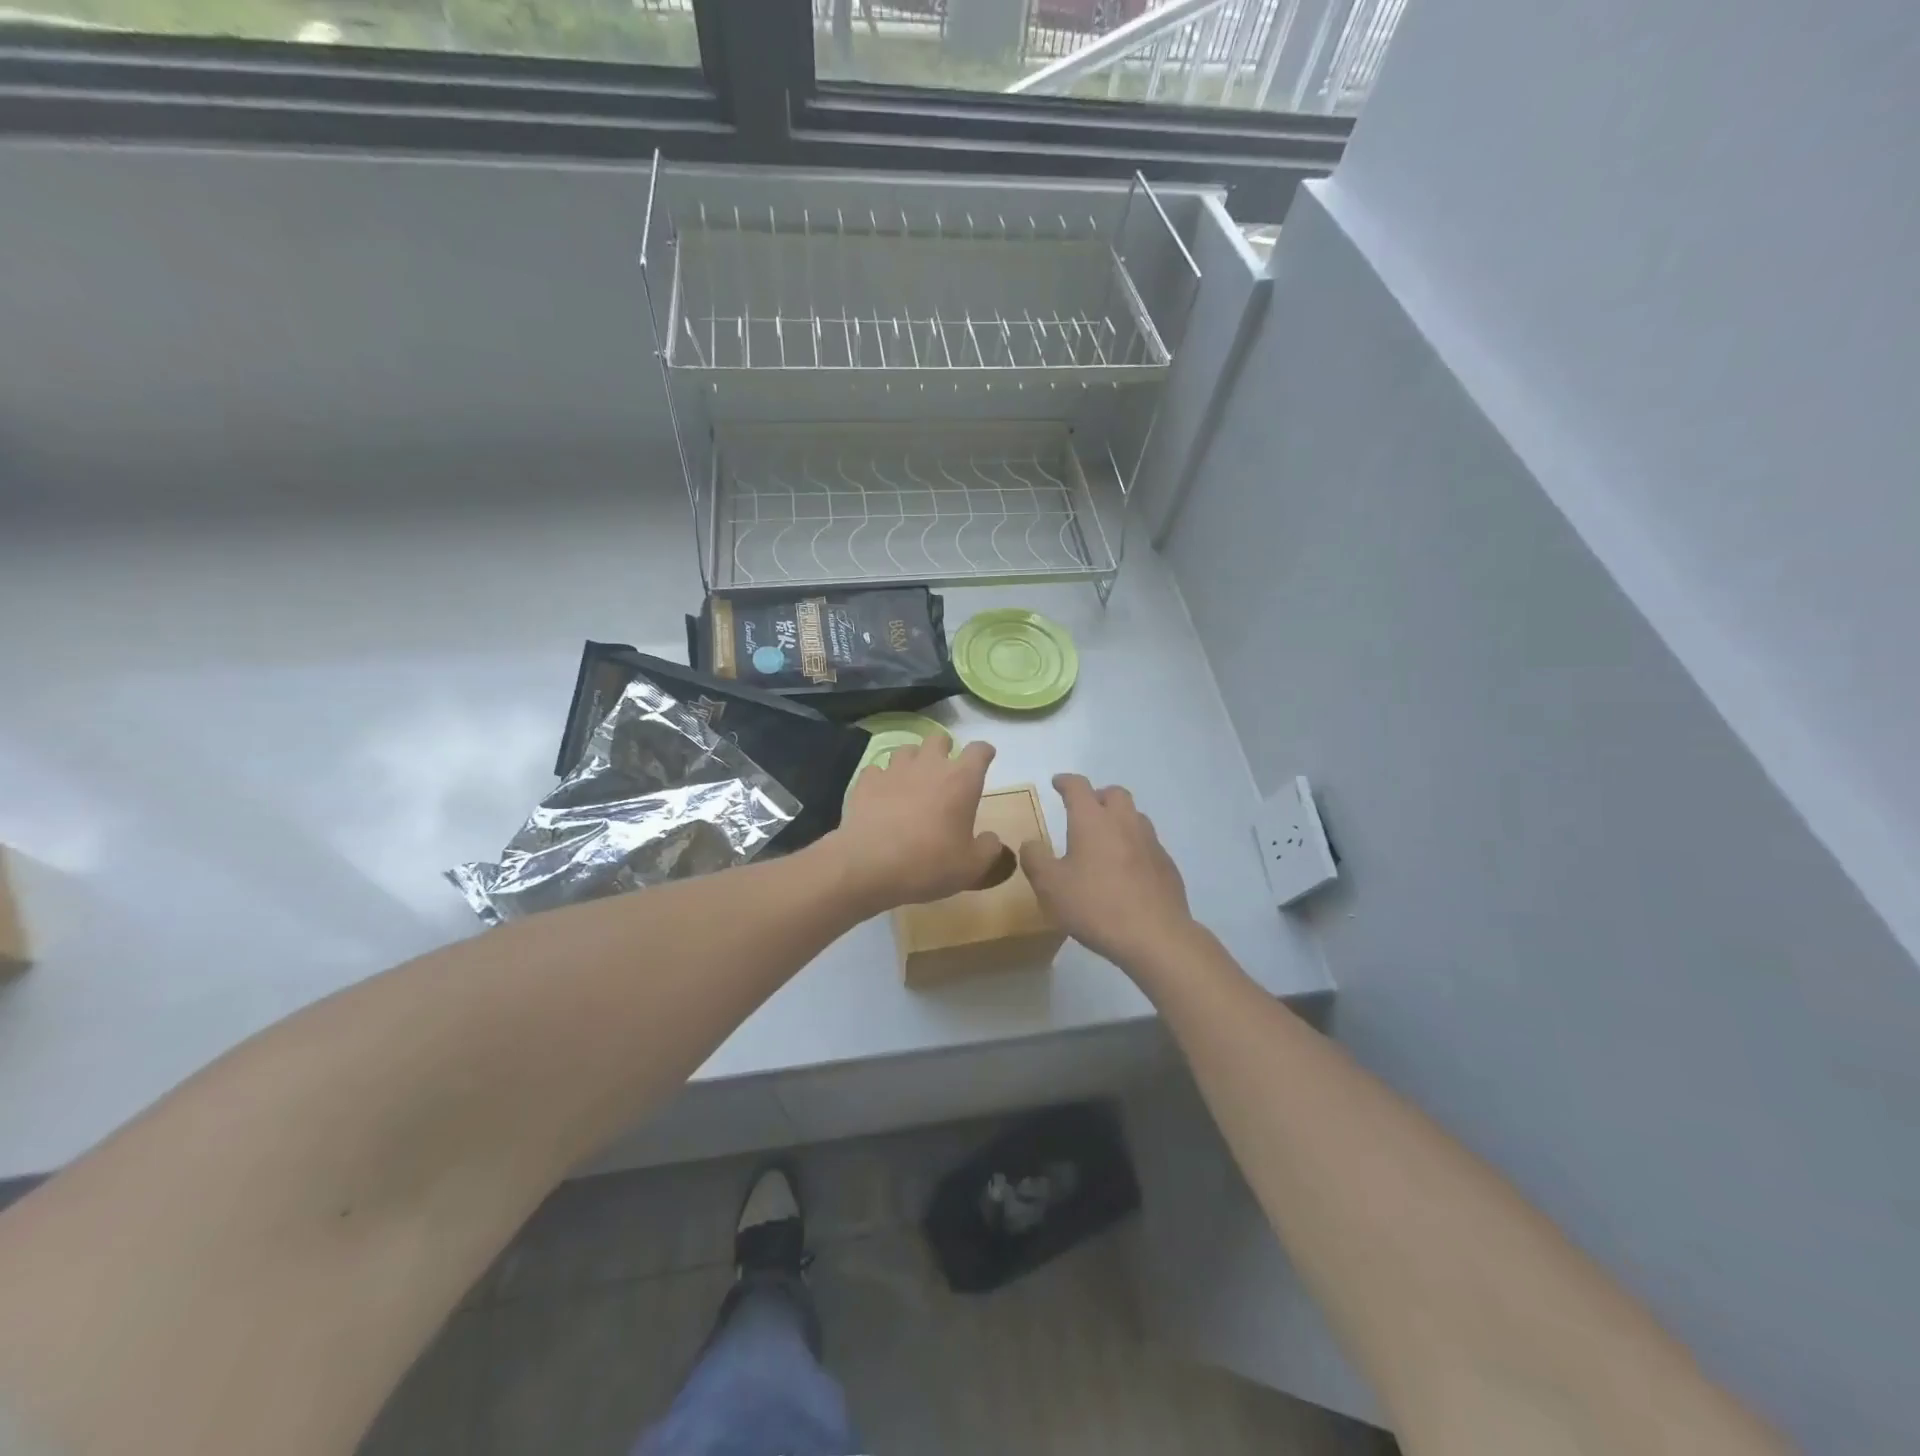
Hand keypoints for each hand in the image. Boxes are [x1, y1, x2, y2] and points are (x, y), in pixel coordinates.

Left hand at [833, 732, 1014, 911]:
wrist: (870, 865)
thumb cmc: (929, 863)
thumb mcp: (972, 867)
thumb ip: (988, 849)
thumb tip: (991, 838)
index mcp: (961, 780)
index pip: (978, 750)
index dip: (984, 752)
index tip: (985, 758)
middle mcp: (929, 766)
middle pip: (939, 739)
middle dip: (944, 749)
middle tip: (944, 771)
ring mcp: (894, 770)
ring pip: (906, 749)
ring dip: (913, 760)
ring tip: (912, 780)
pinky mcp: (866, 782)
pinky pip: (876, 770)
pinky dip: (881, 779)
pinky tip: (881, 794)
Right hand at [1020, 774, 1197, 972]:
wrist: (1155, 936)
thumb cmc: (1095, 906)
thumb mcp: (1050, 886)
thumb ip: (1035, 859)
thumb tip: (1031, 843)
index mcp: (1092, 821)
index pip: (1078, 787)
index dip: (1065, 781)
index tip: (1057, 783)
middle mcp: (1124, 822)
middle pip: (1114, 793)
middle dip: (1097, 796)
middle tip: (1083, 811)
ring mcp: (1150, 842)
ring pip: (1134, 816)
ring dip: (1118, 818)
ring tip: (1104, 839)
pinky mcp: (1166, 865)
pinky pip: (1147, 843)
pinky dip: (1133, 845)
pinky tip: (1126, 869)